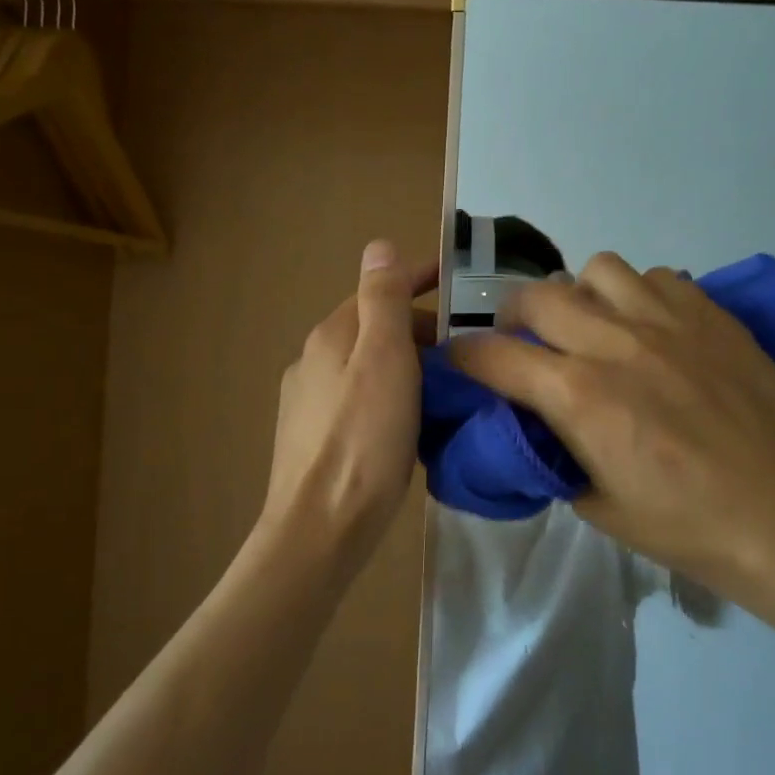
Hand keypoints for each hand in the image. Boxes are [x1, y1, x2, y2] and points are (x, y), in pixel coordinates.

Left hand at [260, 241, 436, 576]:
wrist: (321, 528)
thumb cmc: (363, 439)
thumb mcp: (384, 359)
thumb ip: (383, 301)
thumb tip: (379, 246)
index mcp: (331, 336)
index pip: (377, 291)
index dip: (415, 279)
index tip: (453, 279)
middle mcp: (313, 362)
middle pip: (372, 330)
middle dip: (417, 330)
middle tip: (465, 352)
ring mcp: (309, 403)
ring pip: (367, 367)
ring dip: (405, 367)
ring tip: (446, 390)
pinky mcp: (313, 440)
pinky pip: (360, 401)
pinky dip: (389, 399)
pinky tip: (409, 426)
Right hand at [448, 252, 774, 621]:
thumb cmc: (686, 526)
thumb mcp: (597, 505)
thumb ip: (554, 453)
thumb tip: (537, 423)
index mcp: (578, 397)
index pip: (492, 355)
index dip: (464, 357)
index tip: (461, 363)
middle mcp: (614, 343)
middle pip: (534, 296)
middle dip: (513, 318)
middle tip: (526, 342)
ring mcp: (667, 321)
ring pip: (596, 269)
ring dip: (580, 295)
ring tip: (594, 326)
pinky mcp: (710, 314)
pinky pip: (656, 277)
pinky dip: (638, 295)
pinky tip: (652, 328)